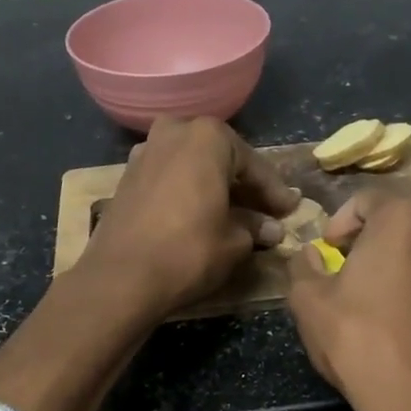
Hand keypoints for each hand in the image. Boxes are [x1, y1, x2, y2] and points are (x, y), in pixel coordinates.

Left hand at [79, 116, 300, 321]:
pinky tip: (200, 216)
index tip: (290, 209)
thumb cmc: (189, 251)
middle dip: (243, 185)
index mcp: (207, 137)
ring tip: (233, 214)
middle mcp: (174, 132)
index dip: (274, 191)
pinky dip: (188, 192)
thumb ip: (255, 227)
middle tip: (265, 210)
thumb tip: (271, 228)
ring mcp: (145, 152)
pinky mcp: (127, 178)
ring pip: (192, 166)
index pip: (253, 164)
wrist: (121, 278)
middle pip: (220, 158)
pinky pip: (170, 178)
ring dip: (214, 187)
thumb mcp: (234, 242)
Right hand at [285, 191, 410, 410]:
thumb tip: (310, 255)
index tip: (327, 249)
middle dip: (372, 241)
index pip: (368, 199)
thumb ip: (303, 266)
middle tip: (348, 271)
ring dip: (401, 268)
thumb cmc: (356, 340)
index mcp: (401, 222)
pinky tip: (406, 329)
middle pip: (401, 225)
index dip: (341, 220)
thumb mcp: (307, 301)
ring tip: (378, 302)